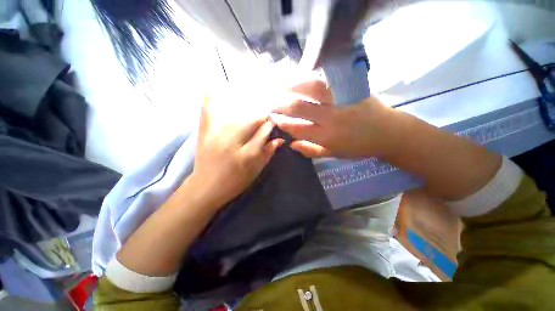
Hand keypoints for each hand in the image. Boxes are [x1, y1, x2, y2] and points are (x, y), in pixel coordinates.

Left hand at [190, 91, 284, 209]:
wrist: (205, 188)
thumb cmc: (234, 183)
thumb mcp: (255, 172)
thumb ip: (267, 155)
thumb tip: (279, 140)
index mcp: (246, 155)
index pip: (263, 133)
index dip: (270, 125)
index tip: (274, 121)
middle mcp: (232, 143)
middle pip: (250, 122)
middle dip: (261, 117)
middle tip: (266, 116)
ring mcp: (216, 137)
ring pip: (235, 117)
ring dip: (246, 110)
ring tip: (253, 108)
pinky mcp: (204, 135)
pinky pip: (207, 114)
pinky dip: (209, 100)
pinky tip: (211, 85)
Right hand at [272, 81, 395, 158]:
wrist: (388, 133)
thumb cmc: (359, 147)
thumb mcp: (333, 154)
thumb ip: (310, 150)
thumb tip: (292, 144)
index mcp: (327, 137)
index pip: (297, 128)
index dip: (282, 123)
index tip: (272, 118)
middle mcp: (331, 118)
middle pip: (300, 108)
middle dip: (281, 105)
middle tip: (270, 102)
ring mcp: (341, 100)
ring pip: (312, 88)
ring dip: (292, 85)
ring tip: (279, 83)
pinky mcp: (350, 88)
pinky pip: (327, 79)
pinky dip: (311, 76)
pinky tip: (300, 75)